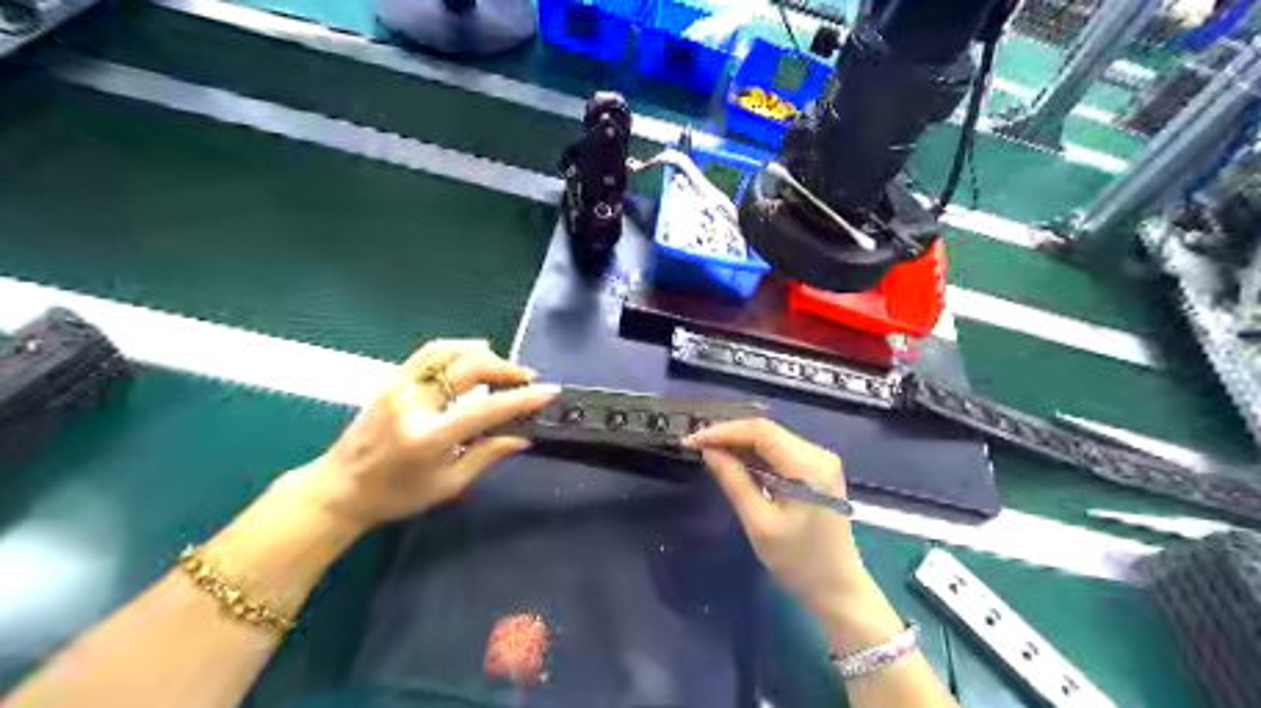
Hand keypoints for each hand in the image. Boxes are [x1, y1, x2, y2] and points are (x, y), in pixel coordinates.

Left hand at [293, 341, 555, 533]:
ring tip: (502, 365)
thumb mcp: (447, 485)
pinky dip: (457, 348)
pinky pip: (428, 352)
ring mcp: (398, 387)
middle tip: (526, 378)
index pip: (486, 409)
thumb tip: (523, 436)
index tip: (548, 391)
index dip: (521, 398)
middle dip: (505, 368)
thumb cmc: (396, 496)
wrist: (338, 489)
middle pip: (469, 367)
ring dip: (482, 353)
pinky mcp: (390, 380)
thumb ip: (487, 455)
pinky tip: (472, 354)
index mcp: (429, 438)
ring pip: (448, 351)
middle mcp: (413, 405)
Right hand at [685, 420, 872, 614]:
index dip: (724, 431)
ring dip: (739, 444)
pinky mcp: (815, 470)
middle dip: (729, 435)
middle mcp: (818, 454)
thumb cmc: (799, 562)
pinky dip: (753, 455)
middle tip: (695, 446)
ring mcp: (819, 461)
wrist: (838, 589)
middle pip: (766, 431)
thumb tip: (709, 451)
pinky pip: (779, 452)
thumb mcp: (759, 523)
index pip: (761, 431)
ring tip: (707, 452)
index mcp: (809, 466)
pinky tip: (732, 462)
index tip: (692, 441)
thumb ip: (734, 481)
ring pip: (771, 439)